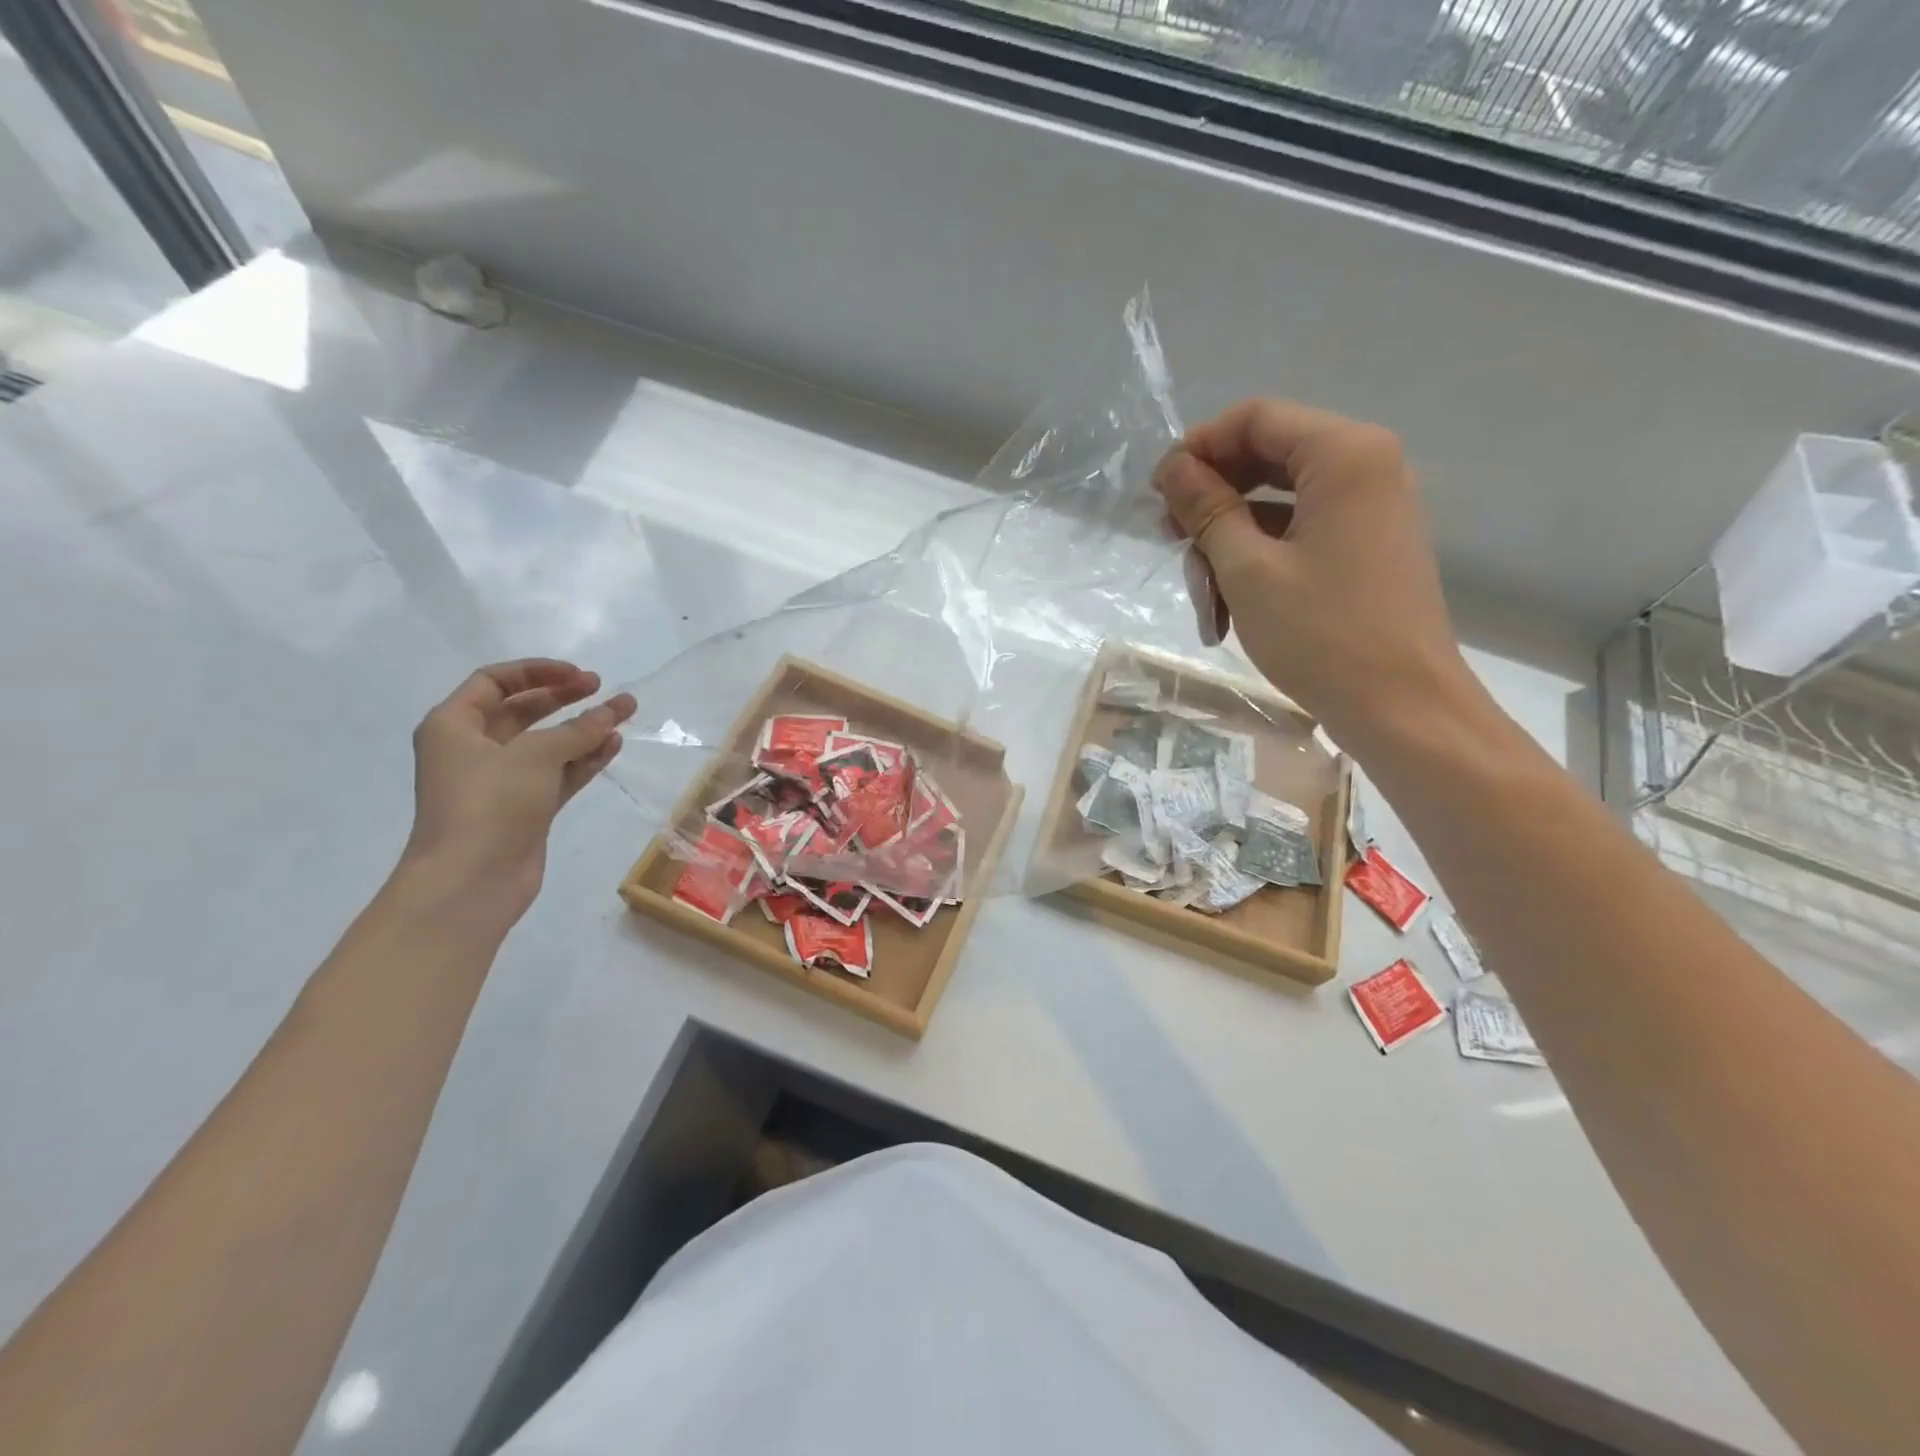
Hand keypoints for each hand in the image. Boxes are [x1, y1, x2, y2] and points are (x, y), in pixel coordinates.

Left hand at [400, 659, 636, 921]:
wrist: (471, 881)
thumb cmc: (490, 804)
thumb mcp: (535, 756)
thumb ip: (579, 729)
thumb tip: (613, 711)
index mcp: (455, 726)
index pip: (495, 681)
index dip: (537, 671)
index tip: (579, 676)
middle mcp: (474, 749)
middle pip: (523, 710)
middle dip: (564, 697)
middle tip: (603, 689)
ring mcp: (501, 781)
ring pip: (547, 744)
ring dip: (583, 729)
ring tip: (624, 714)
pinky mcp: (525, 808)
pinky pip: (559, 773)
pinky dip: (584, 759)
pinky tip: (613, 746)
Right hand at [1153, 400, 1475, 747]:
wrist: (1402, 709)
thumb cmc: (1321, 635)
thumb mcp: (1247, 570)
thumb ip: (1207, 509)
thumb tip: (1173, 468)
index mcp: (1345, 456)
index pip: (1256, 418)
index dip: (1199, 447)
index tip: (1158, 492)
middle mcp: (1367, 467)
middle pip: (1269, 455)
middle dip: (1212, 495)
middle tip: (1169, 537)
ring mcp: (1372, 509)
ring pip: (1281, 500)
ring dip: (1230, 535)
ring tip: (1198, 586)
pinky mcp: (1368, 546)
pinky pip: (1302, 530)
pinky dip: (1260, 555)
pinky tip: (1228, 601)